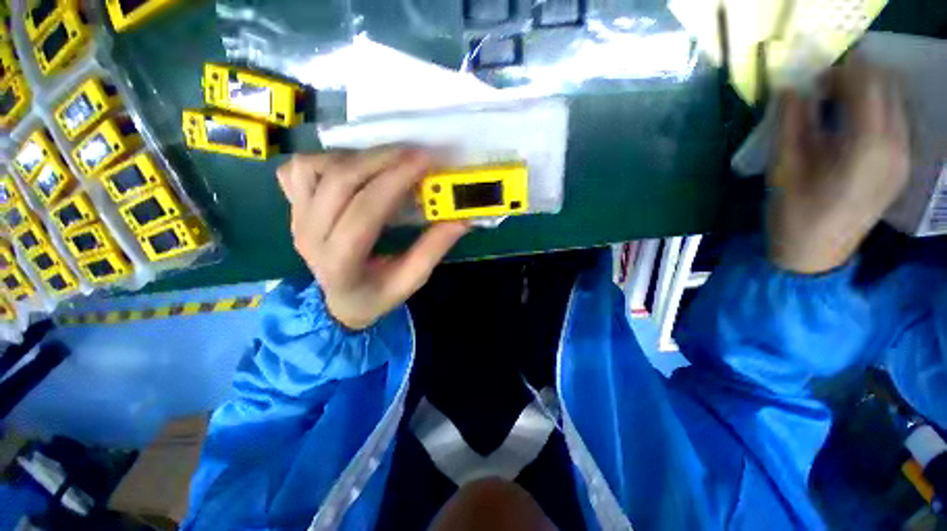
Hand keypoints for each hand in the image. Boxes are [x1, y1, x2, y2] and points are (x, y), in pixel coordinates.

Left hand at [276, 148, 468, 329]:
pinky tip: (353, 168)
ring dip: (354, 157)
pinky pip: (298, 171)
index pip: (364, 213)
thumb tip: (460, 219)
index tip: (424, 161)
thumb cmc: (376, 295)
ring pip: (312, 168)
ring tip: (386, 162)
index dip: (395, 182)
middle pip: (339, 183)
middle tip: (414, 153)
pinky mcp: (293, 208)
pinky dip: (326, 159)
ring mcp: (296, 219)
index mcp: (341, 263)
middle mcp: (310, 236)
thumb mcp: (409, 281)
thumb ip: (433, 250)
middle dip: (381, 160)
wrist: (339, 302)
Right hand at [767, 56, 909, 273]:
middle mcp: (897, 145)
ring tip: (834, 105)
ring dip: (866, 93)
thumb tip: (791, 88)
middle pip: (886, 86)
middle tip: (822, 89)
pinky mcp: (901, 165)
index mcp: (869, 145)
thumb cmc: (793, 214)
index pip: (866, 83)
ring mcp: (904, 156)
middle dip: (855, 77)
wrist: (815, 255)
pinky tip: (851, 124)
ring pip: (894, 101)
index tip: (811, 80)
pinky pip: (895, 120)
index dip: (839, 71)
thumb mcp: (784, 168)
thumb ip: (791, 123)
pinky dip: (875, 110)